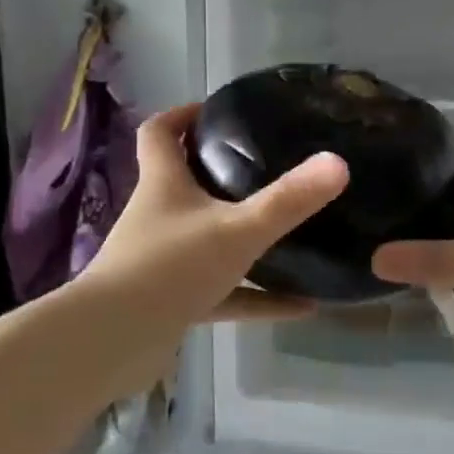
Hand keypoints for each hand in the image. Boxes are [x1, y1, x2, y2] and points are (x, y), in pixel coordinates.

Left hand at [83, 103, 349, 332]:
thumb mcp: (238, 230)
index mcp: (164, 184)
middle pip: (184, 182)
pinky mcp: (172, 300)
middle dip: (220, 173)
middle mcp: (159, 216)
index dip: (183, 115)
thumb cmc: (171, 268)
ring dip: (242, 238)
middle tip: (266, 166)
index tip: (218, 111)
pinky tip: (301, 306)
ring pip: (207, 239)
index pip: (160, 133)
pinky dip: (257, 296)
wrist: (115, 342)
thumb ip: (288, 200)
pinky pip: (223, 292)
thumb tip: (338, 163)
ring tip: (290, 234)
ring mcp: (164, 261)